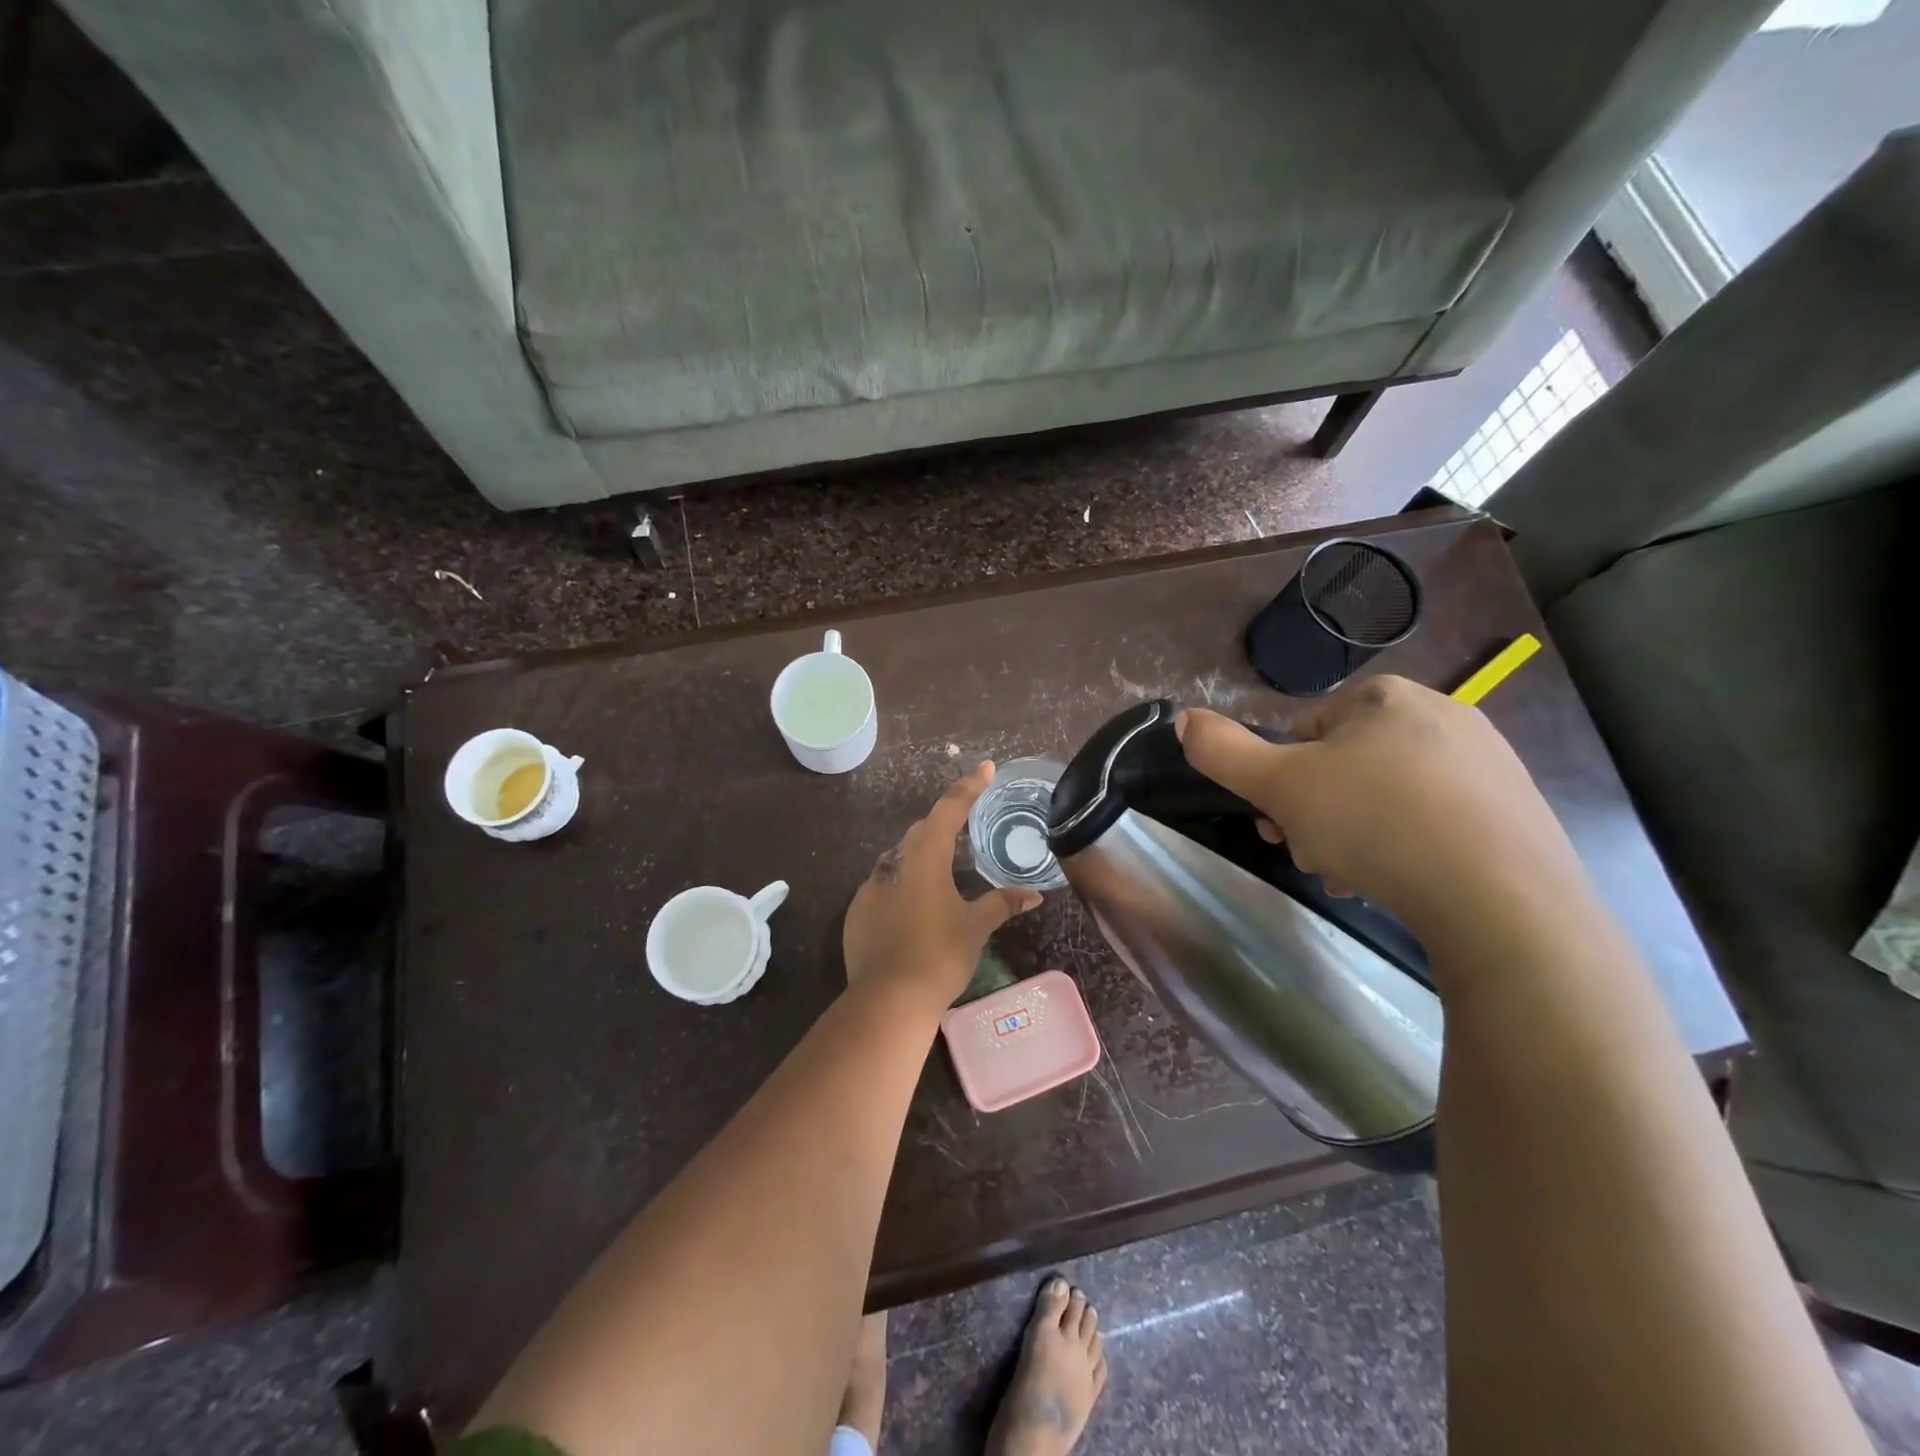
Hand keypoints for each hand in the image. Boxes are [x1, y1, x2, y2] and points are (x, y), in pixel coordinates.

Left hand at [843, 762, 1043, 1006]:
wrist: (888, 999)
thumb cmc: (939, 954)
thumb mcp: (976, 927)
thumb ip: (1002, 904)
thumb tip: (1034, 896)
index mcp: (925, 858)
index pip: (949, 810)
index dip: (969, 788)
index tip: (985, 768)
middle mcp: (894, 864)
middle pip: (920, 833)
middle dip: (942, 825)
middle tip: (964, 827)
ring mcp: (870, 888)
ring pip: (898, 860)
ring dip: (919, 859)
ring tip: (941, 874)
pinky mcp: (856, 913)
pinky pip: (882, 888)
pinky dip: (900, 889)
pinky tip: (913, 911)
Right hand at [1176, 676, 1589, 941]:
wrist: (1501, 899)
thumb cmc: (1374, 824)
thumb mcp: (1278, 786)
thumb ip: (1222, 751)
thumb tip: (1184, 718)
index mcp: (1384, 697)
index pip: (1305, 734)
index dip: (1283, 782)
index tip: (1283, 825)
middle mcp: (1442, 713)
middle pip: (1347, 766)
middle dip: (1321, 813)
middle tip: (1315, 856)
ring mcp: (1489, 761)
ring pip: (1390, 796)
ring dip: (1359, 836)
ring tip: (1357, 879)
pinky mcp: (1518, 810)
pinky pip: (1439, 821)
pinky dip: (1411, 848)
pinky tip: (1404, 884)